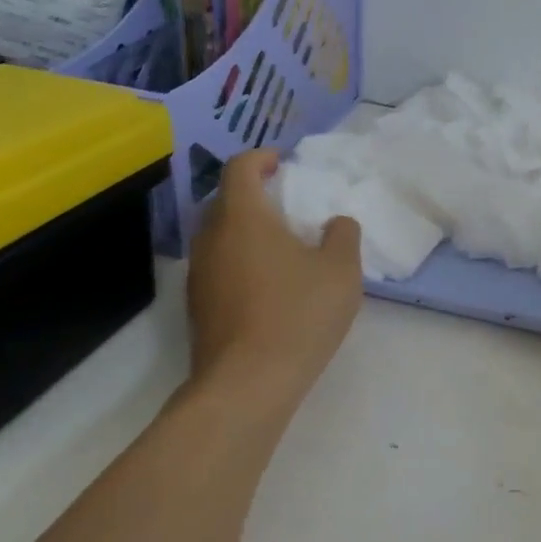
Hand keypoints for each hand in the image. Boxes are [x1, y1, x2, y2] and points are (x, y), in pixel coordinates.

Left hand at [182, 150, 362, 410]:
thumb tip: (336, 224)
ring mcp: (198, 274)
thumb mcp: (341, 270)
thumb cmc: (298, 313)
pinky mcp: (197, 306)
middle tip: (287, 204)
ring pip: (219, 236)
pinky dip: (240, 260)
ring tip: (282, 246)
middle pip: (225, 200)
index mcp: (243, 216)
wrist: (247, 383)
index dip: (261, 158)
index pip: (240, 167)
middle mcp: (211, 237)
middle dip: (254, 195)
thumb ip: (343, 235)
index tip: (283, 163)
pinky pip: (219, 266)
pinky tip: (269, 285)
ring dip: (246, 231)